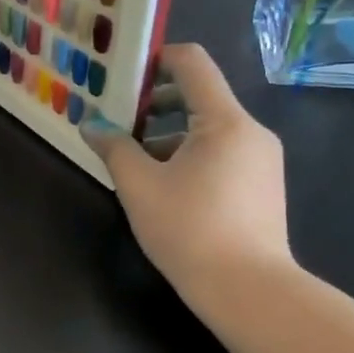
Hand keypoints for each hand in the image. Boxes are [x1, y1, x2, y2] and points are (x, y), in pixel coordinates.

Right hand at [82, 43, 291, 305]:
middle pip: (199, 96)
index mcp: (225, 121)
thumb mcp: (139, 186)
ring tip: (132, 160)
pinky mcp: (263, 186)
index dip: (155, 59)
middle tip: (116, 119)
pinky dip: (188, 155)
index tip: (122, 74)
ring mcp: (262, 160)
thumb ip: (113, 147)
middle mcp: (251, 132)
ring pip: (207, 128)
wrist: (250, 293)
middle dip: (153, 103)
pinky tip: (163, 186)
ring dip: (167, 134)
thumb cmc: (190, 230)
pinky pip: (221, 153)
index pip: (192, 63)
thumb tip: (91, 125)